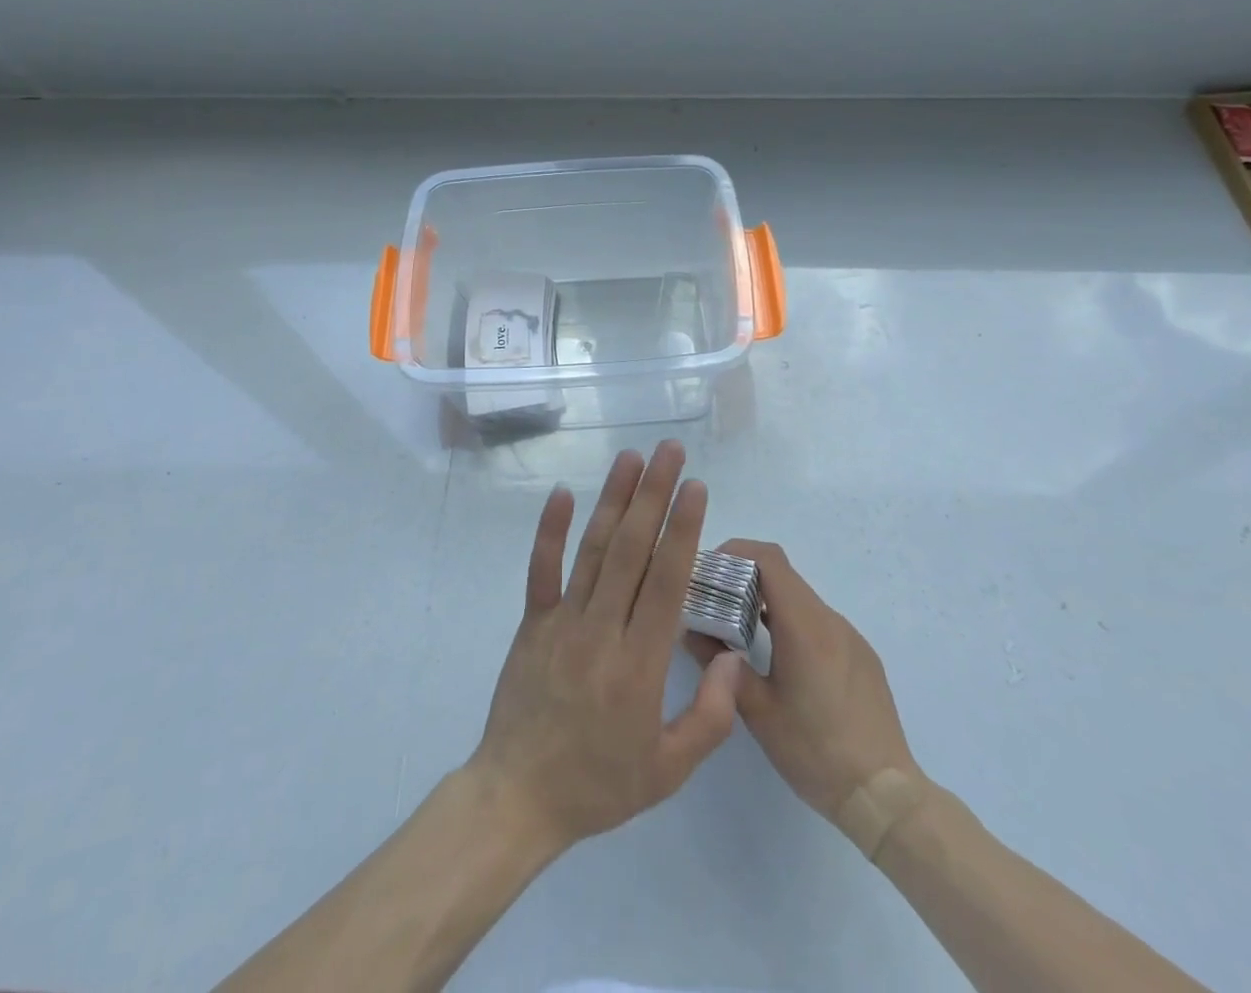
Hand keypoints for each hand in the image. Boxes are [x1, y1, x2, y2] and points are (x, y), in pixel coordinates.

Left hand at [468, 442, 744, 855]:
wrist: (518, 799)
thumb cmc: (599, 783)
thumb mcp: (669, 770)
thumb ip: (711, 716)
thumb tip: (732, 657)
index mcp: (640, 664)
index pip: (666, 581)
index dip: (682, 530)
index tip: (695, 487)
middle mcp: (602, 630)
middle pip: (632, 550)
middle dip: (654, 494)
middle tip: (670, 451)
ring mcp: (563, 622)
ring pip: (593, 549)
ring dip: (614, 499)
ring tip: (631, 457)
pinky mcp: (533, 623)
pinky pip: (541, 570)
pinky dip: (550, 530)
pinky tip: (561, 493)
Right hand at [687, 539, 920, 819]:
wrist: (885, 795)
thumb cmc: (815, 751)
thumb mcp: (758, 711)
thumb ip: (721, 666)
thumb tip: (692, 632)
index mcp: (804, 625)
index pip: (769, 559)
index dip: (736, 551)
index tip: (709, 570)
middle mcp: (830, 620)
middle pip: (783, 576)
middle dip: (744, 578)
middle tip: (714, 602)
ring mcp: (850, 637)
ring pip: (801, 600)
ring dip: (767, 602)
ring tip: (739, 631)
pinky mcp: (861, 656)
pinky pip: (820, 623)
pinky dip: (791, 623)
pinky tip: (779, 660)